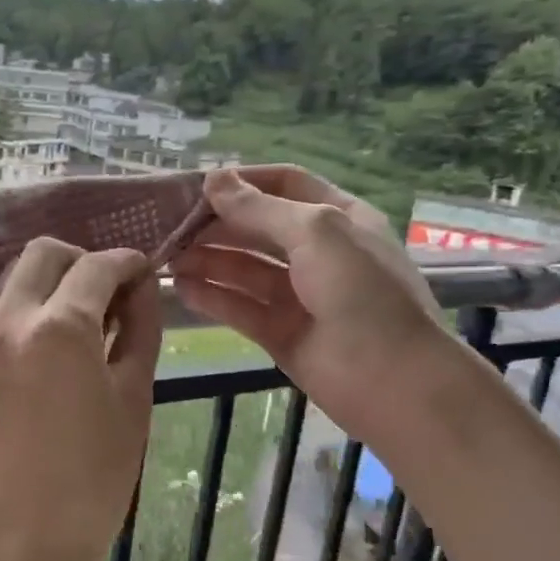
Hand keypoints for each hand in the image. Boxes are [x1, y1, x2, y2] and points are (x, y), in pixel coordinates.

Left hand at [0, 238, 161, 560]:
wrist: (20, 544)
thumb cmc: (94, 480)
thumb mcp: (133, 399)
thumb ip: (139, 330)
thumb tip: (140, 288)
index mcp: (58, 329)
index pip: (95, 266)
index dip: (127, 263)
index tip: (146, 273)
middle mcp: (7, 321)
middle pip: (42, 254)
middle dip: (82, 261)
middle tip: (111, 295)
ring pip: (14, 279)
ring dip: (52, 283)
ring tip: (84, 323)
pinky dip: (29, 309)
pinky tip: (53, 346)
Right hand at [169, 166, 442, 439]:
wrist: (392, 380)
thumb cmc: (361, 292)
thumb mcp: (316, 233)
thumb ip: (260, 208)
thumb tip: (214, 179)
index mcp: (338, 218)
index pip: (285, 185)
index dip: (243, 181)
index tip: (197, 184)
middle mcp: (318, 252)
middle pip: (258, 227)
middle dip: (216, 223)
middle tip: (169, 225)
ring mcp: (298, 295)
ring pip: (244, 269)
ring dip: (207, 260)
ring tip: (166, 257)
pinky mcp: (280, 333)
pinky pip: (240, 307)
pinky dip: (212, 297)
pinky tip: (181, 289)